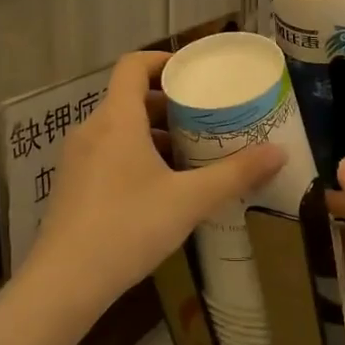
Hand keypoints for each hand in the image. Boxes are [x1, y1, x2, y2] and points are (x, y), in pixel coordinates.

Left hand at [26, 51, 283, 318]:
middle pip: (130, 98)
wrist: (64, 283)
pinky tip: (163, 186)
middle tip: (206, 115)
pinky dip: (137, 155)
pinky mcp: (74, 186)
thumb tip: (280, 152)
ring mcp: (78, 160)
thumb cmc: (128, 227)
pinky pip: (109, 153)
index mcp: (117, 120)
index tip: (194, 72)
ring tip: (192, 151)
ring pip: (120, 129)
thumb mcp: (189, 200)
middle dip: (169, 103)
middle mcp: (92, 130)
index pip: (133, 66)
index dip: (163, 61)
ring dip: (154, 133)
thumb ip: (235, 174)